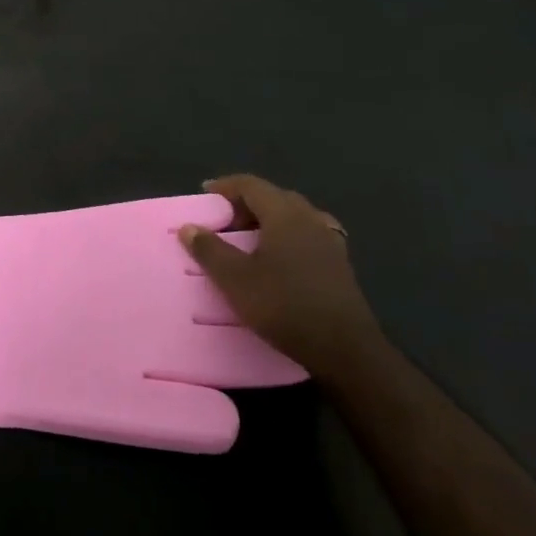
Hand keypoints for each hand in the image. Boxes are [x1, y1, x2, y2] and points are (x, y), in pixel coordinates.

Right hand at [179, 174, 380, 379]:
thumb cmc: (285, 305)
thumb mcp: (236, 280)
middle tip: (224, 221)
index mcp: (284, 213)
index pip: (251, 185)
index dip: (225, 186)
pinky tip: (281, 259)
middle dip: (246, 204)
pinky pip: (308, 236)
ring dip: (269, 220)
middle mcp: (309, 218)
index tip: (205, 194)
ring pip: (293, 217)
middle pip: (274, 197)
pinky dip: (288, 237)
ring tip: (250, 239)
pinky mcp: (340, 264)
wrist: (346, 350)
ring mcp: (329, 240)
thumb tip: (189, 227)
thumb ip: (210, 250)